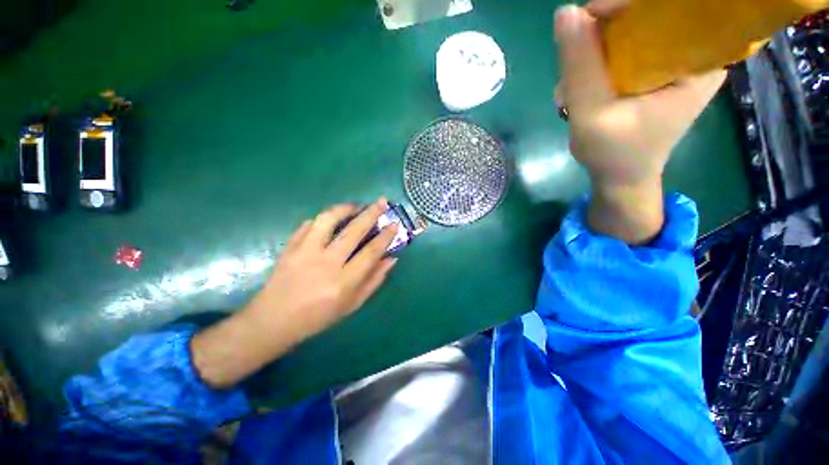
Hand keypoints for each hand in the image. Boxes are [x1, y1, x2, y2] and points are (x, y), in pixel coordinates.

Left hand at [191, 199, 398, 387]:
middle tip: (381, 202)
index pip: (371, 252)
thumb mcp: (352, 304)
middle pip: (353, 231)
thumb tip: (391, 259)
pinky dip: (323, 218)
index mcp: (343, 282)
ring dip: (345, 208)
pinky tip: (331, 219)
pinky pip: (308, 225)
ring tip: (355, 206)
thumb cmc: (318, 317)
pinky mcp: (290, 247)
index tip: (394, 224)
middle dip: (371, 213)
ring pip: (328, 220)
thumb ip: (374, 280)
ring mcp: (305, 252)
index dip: (385, 236)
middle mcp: (326, 263)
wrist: (273, 321)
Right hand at [554, 1, 725, 243]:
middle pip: (651, 12)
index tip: (590, 14)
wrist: (622, 176)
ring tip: (571, 89)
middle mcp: (695, 52)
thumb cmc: (614, 154)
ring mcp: (674, 59)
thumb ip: (580, 67)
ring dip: (594, 51)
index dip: (629, 1)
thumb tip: (565, 13)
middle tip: (576, 65)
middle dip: (605, 31)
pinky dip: (597, 60)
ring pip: (633, 28)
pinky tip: (580, 87)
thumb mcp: (592, 114)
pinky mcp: (655, 67)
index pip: (674, 5)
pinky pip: (626, 45)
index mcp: (701, 61)